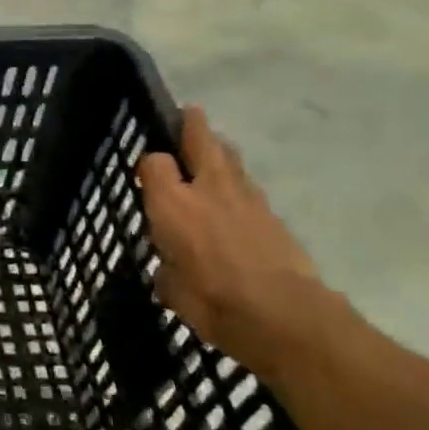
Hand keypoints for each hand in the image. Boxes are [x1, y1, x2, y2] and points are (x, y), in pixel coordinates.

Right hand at [137, 106, 329, 378]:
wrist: (283, 316)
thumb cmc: (212, 301)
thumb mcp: (170, 289)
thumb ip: (167, 270)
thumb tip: (171, 268)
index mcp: (171, 203)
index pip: (154, 163)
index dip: (148, 164)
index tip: (145, 174)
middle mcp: (206, 190)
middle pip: (201, 141)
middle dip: (193, 125)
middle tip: (189, 113)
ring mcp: (246, 199)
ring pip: (231, 160)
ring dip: (221, 150)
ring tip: (214, 149)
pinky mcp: (275, 216)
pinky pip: (251, 188)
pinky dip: (240, 185)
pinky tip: (236, 198)